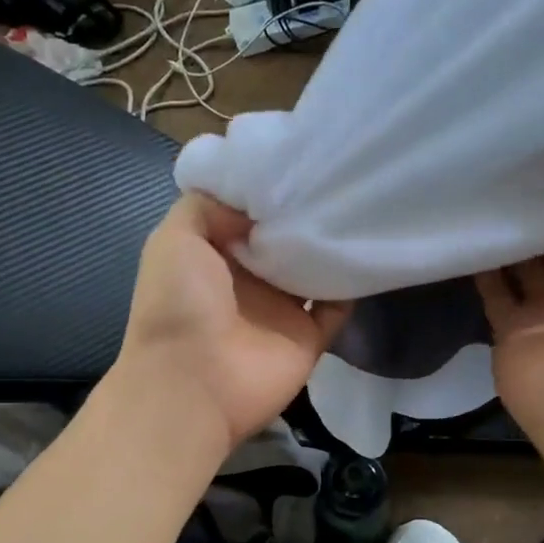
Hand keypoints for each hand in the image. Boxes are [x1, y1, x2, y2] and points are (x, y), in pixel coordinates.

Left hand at [111, 192, 351, 454]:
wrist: (193, 384)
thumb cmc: (178, 305)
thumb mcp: (175, 237)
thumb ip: (209, 206)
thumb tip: (257, 206)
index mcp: (215, 255)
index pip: (248, 213)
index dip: (269, 188)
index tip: (300, 157)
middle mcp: (248, 280)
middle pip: (285, 238)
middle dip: (306, 209)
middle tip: (339, 173)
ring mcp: (280, 310)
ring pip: (314, 268)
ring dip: (332, 242)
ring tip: (360, 199)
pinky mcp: (308, 337)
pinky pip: (338, 306)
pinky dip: (353, 282)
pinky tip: (368, 247)